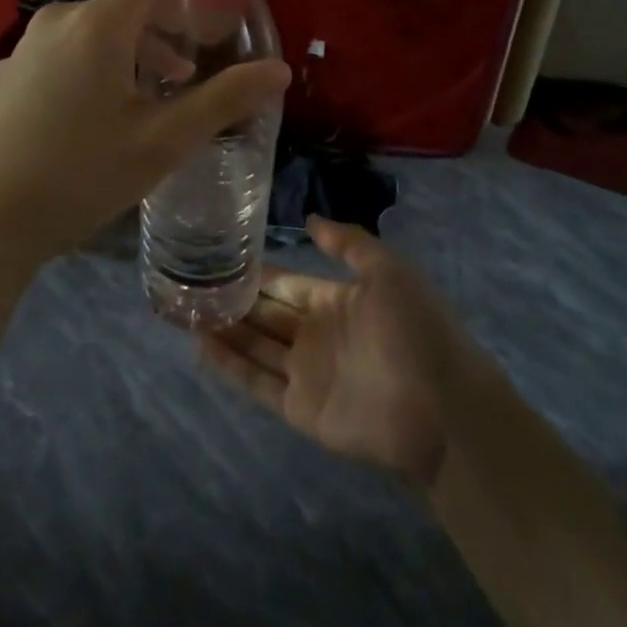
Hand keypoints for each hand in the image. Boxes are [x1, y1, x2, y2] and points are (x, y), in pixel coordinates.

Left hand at [0, 0, 289, 277]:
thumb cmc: (82, 175)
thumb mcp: (164, 141)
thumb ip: (225, 99)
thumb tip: (279, 69)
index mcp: (100, 24)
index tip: (217, 24)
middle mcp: (58, 21)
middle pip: (126, 7)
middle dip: (165, 34)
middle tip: (188, 78)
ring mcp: (23, 48)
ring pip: (92, 34)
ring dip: (129, 57)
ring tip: (147, 104)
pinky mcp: (4, 76)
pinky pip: (60, 57)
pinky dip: (89, 72)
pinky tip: (89, 125)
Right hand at [198, 219, 468, 485]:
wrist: (442, 407)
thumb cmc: (415, 330)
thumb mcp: (388, 271)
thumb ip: (348, 243)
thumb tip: (309, 219)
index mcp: (336, 302)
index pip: (286, 285)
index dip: (257, 273)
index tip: (221, 256)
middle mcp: (315, 336)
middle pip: (265, 315)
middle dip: (233, 300)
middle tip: (189, 282)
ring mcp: (305, 373)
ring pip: (254, 346)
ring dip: (223, 329)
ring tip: (184, 309)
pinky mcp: (299, 408)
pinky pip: (256, 382)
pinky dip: (229, 364)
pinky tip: (199, 344)